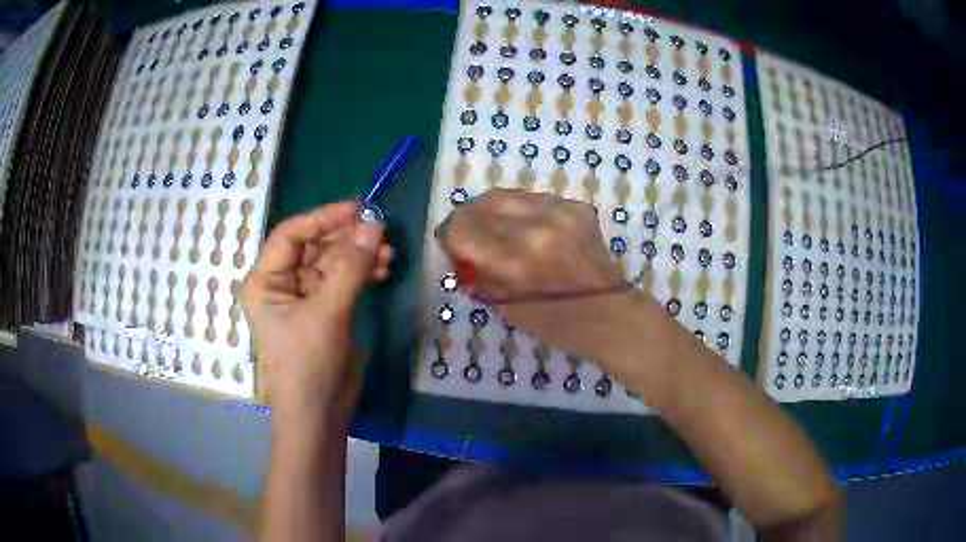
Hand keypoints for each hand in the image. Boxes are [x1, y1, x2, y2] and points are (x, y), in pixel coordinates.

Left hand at [241, 201, 392, 418]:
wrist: (319, 414)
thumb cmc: (309, 365)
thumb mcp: (328, 313)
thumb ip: (350, 267)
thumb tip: (375, 224)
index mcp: (265, 281)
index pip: (291, 235)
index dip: (323, 218)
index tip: (358, 208)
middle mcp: (281, 284)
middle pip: (314, 246)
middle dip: (347, 239)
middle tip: (381, 232)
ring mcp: (304, 297)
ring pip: (332, 262)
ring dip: (359, 256)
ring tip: (388, 255)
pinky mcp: (325, 310)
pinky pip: (343, 280)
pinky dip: (363, 273)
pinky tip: (383, 270)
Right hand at [438, 189, 651, 362]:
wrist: (612, 316)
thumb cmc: (558, 325)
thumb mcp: (507, 308)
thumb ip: (479, 274)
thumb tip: (460, 252)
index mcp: (516, 260)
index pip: (462, 228)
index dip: (449, 236)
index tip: (452, 247)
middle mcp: (537, 226)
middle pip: (481, 204)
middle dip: (468, 220)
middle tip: (470, 237)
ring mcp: (560, 212)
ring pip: (506, 196)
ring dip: (493, 213)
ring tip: (498, 233)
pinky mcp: (576, 207)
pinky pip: (533, 200)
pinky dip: (520, 213)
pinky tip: (528, 232)